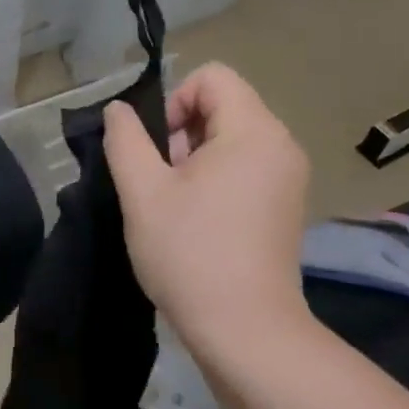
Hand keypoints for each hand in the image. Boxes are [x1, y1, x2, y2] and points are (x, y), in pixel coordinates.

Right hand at [103, 62, 310, 357]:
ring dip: (196, 159)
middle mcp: (281, 145)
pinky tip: (199, 220)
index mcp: (254, 131)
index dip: (174, 100)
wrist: (246, 331)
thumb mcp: (142, 192)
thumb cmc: (190, 254)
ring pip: (232, 139)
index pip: (212, 77)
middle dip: (183, 133)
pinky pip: (247, 167)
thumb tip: (119, 110)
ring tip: (176, 205)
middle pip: (224, 106)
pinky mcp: (286, 206)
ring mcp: (289, 178)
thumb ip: (125, 140)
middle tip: (162, 182)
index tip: (157, 150)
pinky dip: (218, 179)